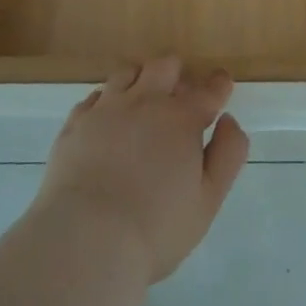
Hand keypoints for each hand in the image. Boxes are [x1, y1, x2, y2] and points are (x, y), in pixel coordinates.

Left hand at [35, 55, 249, 282]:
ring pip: (128, 72)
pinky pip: (95, 95)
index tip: (222, 83)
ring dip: (141, 79)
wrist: (86, 239)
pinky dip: (106, 100)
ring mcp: (107, 107)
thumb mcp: (208, 200)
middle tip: (179, 95)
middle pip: (165, 66)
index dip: (219, 84)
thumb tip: (228, 120)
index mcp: (182, 118)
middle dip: (178, 74)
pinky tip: (107, 117)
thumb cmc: (156, 228)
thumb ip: (227, 155)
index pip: (209, 90)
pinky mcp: (76, 122)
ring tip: (141, 99)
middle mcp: (145, 101)